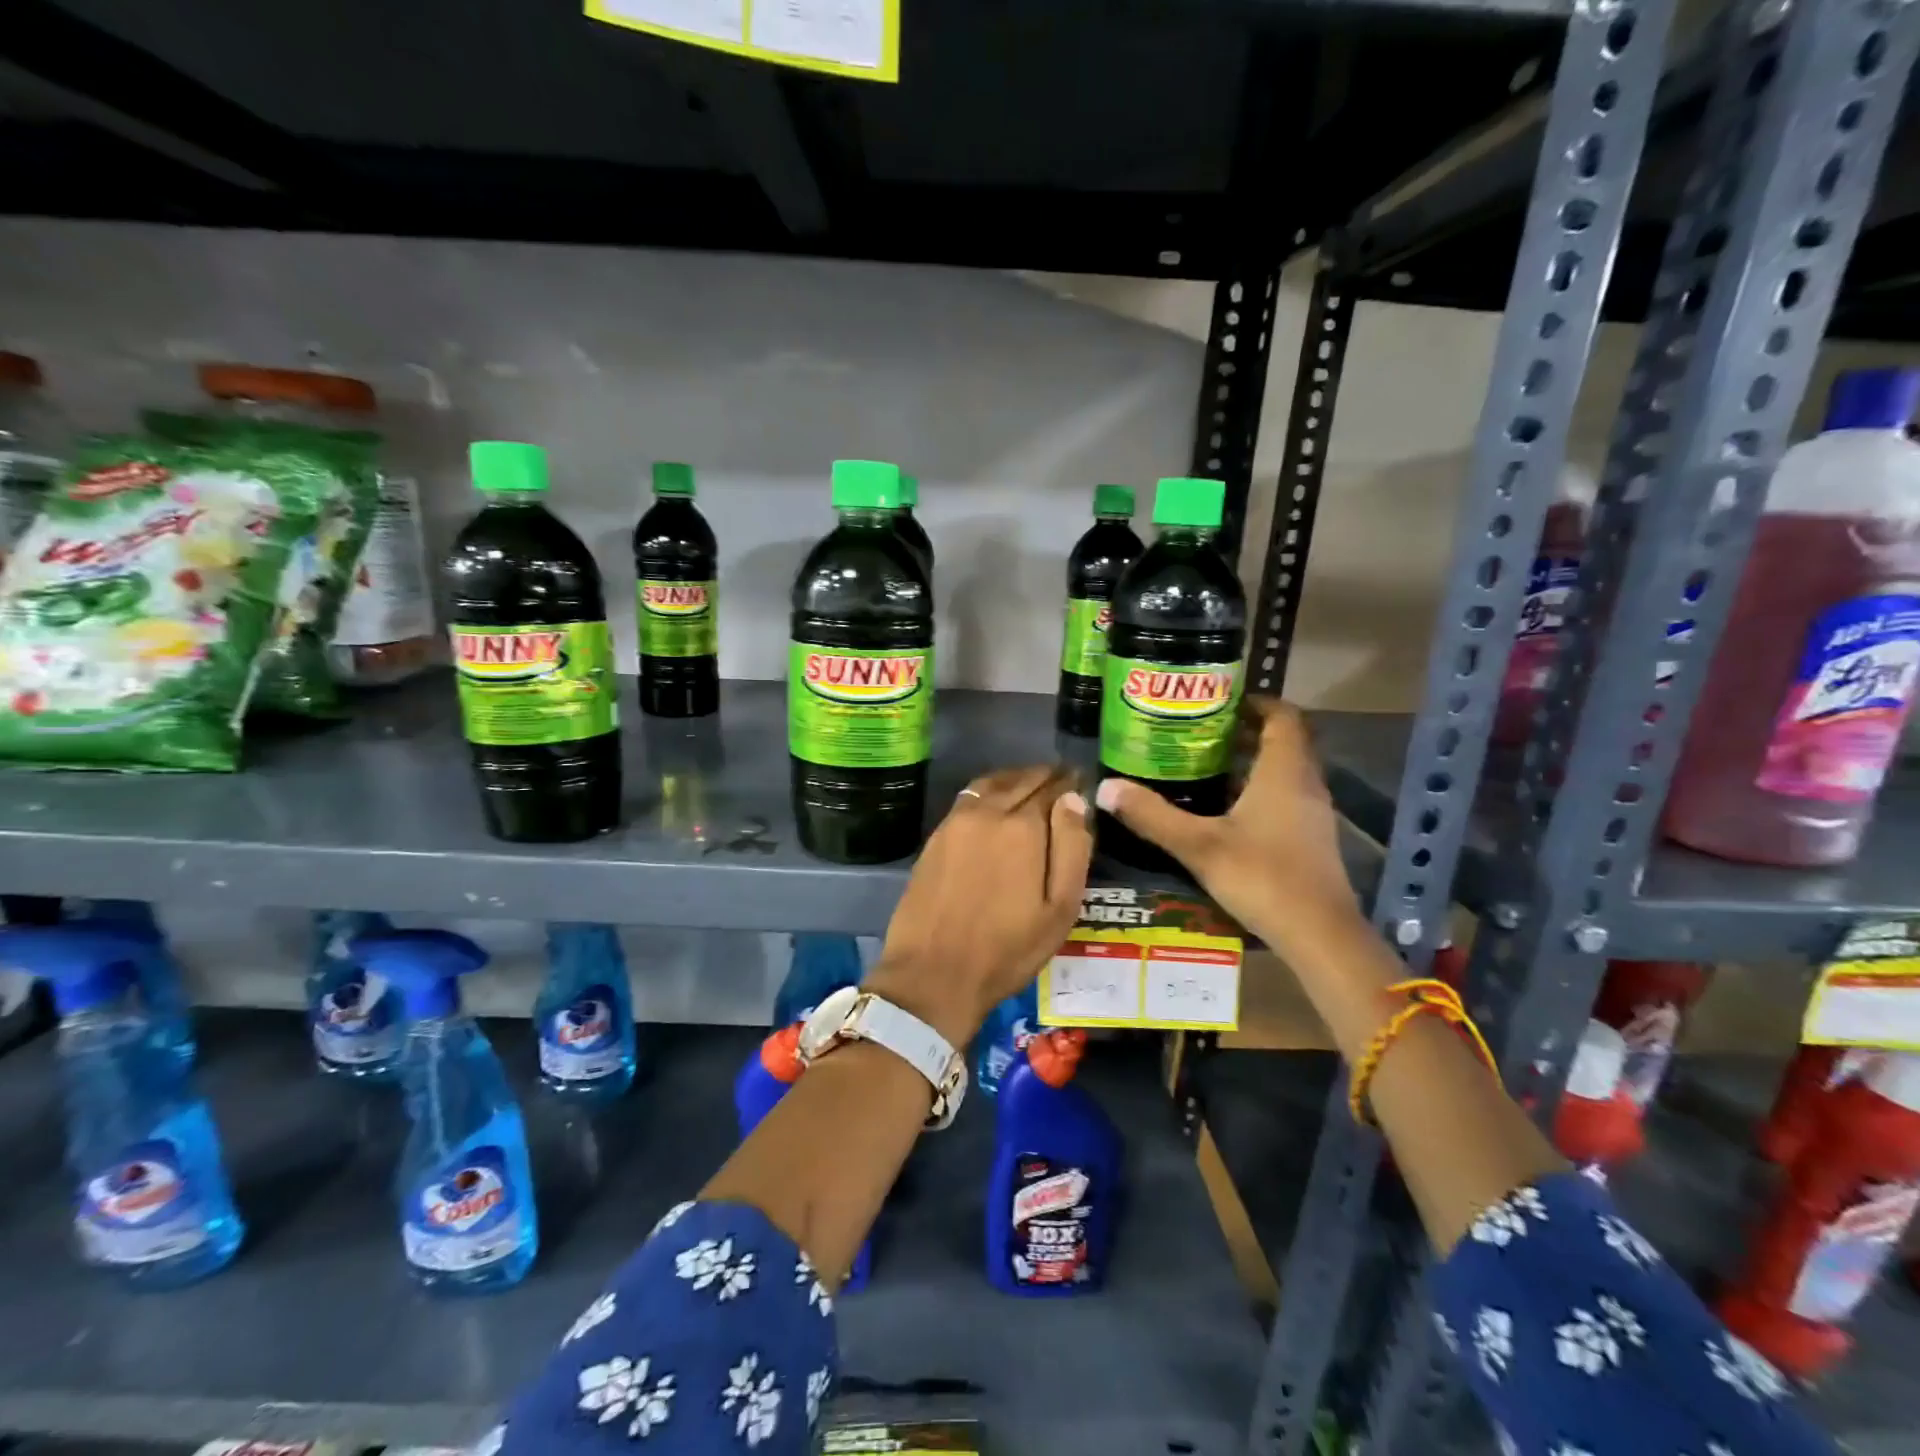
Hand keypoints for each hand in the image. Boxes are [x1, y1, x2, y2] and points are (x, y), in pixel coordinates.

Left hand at [867, 766, 1092, 1047]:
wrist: (934, 973)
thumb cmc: (1008, 949)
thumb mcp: (1059, 909)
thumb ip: (1072, 848)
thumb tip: (1074, 800)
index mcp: (1024, 828)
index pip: (1053, 789)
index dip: (1070, 783)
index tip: (1082, 779)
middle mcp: (989, 812)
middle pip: (1022, 781)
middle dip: (1045, 776)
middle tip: (1062, 776)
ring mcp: (957, 821)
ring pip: (992, 783)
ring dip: (1016, 778)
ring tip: (1032, 782)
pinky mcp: (936, 836)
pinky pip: (969, 797)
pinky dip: (989, 790)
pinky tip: (996, 802)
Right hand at [1094, 697, 1363, 957]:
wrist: (1319, 936)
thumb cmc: (1263, 878)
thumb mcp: (1199, 846)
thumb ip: (1152, 816)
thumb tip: (1105, 787)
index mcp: (1283, 772)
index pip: (1283, 716)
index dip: (1256, 702)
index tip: (1219, 700)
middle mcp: (1304, 784)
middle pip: (1283, 741)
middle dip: (1245, 731)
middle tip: (1199, 731)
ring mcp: (1312, 814)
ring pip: (1284, 771)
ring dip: (1251, 762)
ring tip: (1204, 765)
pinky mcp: (1311, 839)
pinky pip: (1285, 797)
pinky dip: (1258, 790)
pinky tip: (1225, 810)